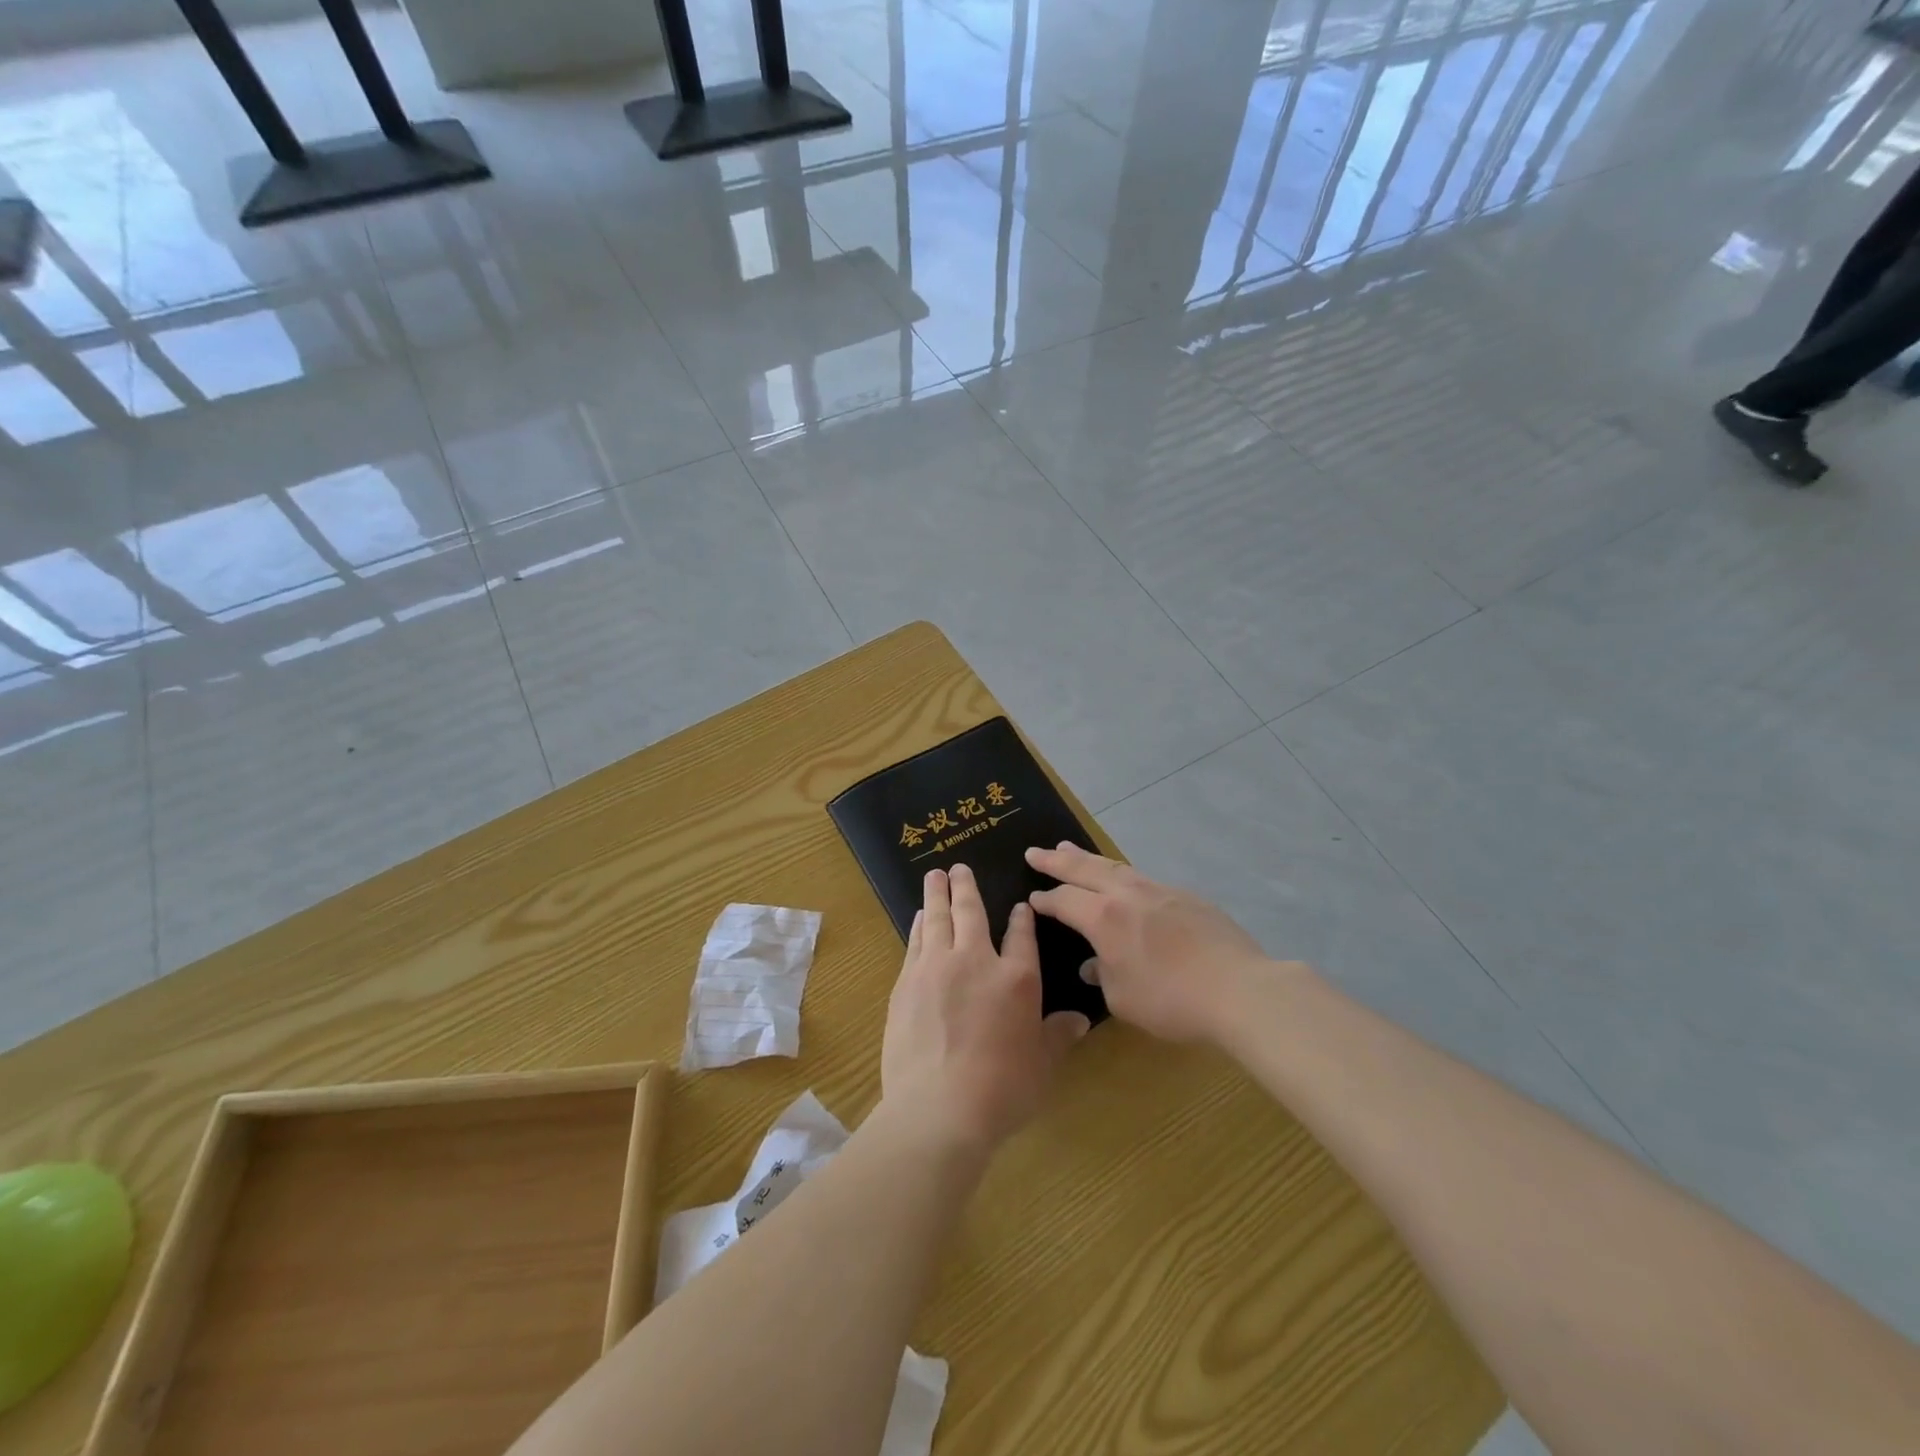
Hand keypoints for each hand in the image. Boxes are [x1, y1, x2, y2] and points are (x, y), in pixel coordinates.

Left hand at [881, 865, 1090, 1150]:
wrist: (938, 1109)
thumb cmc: (1001, 1090)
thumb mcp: (1042, 1065)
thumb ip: (1058, 1036)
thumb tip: (1080, 1021)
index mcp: (1016, 979)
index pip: (1021, 936)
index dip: (1021, 919)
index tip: (1020, 905)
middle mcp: (975, 961)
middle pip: (970, 912)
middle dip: (965, 887)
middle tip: (958, 867)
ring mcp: (936, 968)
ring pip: (936, 919)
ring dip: (936, 895)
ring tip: (934, 877)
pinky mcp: (906, 984)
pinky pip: (914, 943)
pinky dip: (918, 925)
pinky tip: (918, 918)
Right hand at [1026, 843, 1272, 1043]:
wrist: (1238, 989)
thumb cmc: (1171, 1000)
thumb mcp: (1123, 999)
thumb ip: (1102, 976)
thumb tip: (1093, 964)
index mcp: (1104, 918)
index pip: (1064, 900)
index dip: (1045, 899)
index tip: (1031, 897)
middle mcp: (1128, 895)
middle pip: (1085, 869)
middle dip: (1057, 860)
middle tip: (1036, 851)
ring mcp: (1160, 891)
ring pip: (1115, 866)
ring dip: (1089, 858)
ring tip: (1071, 848)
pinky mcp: (1186, 897)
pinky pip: (1143, 878)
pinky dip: (1122, 874)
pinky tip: (1123, 879)